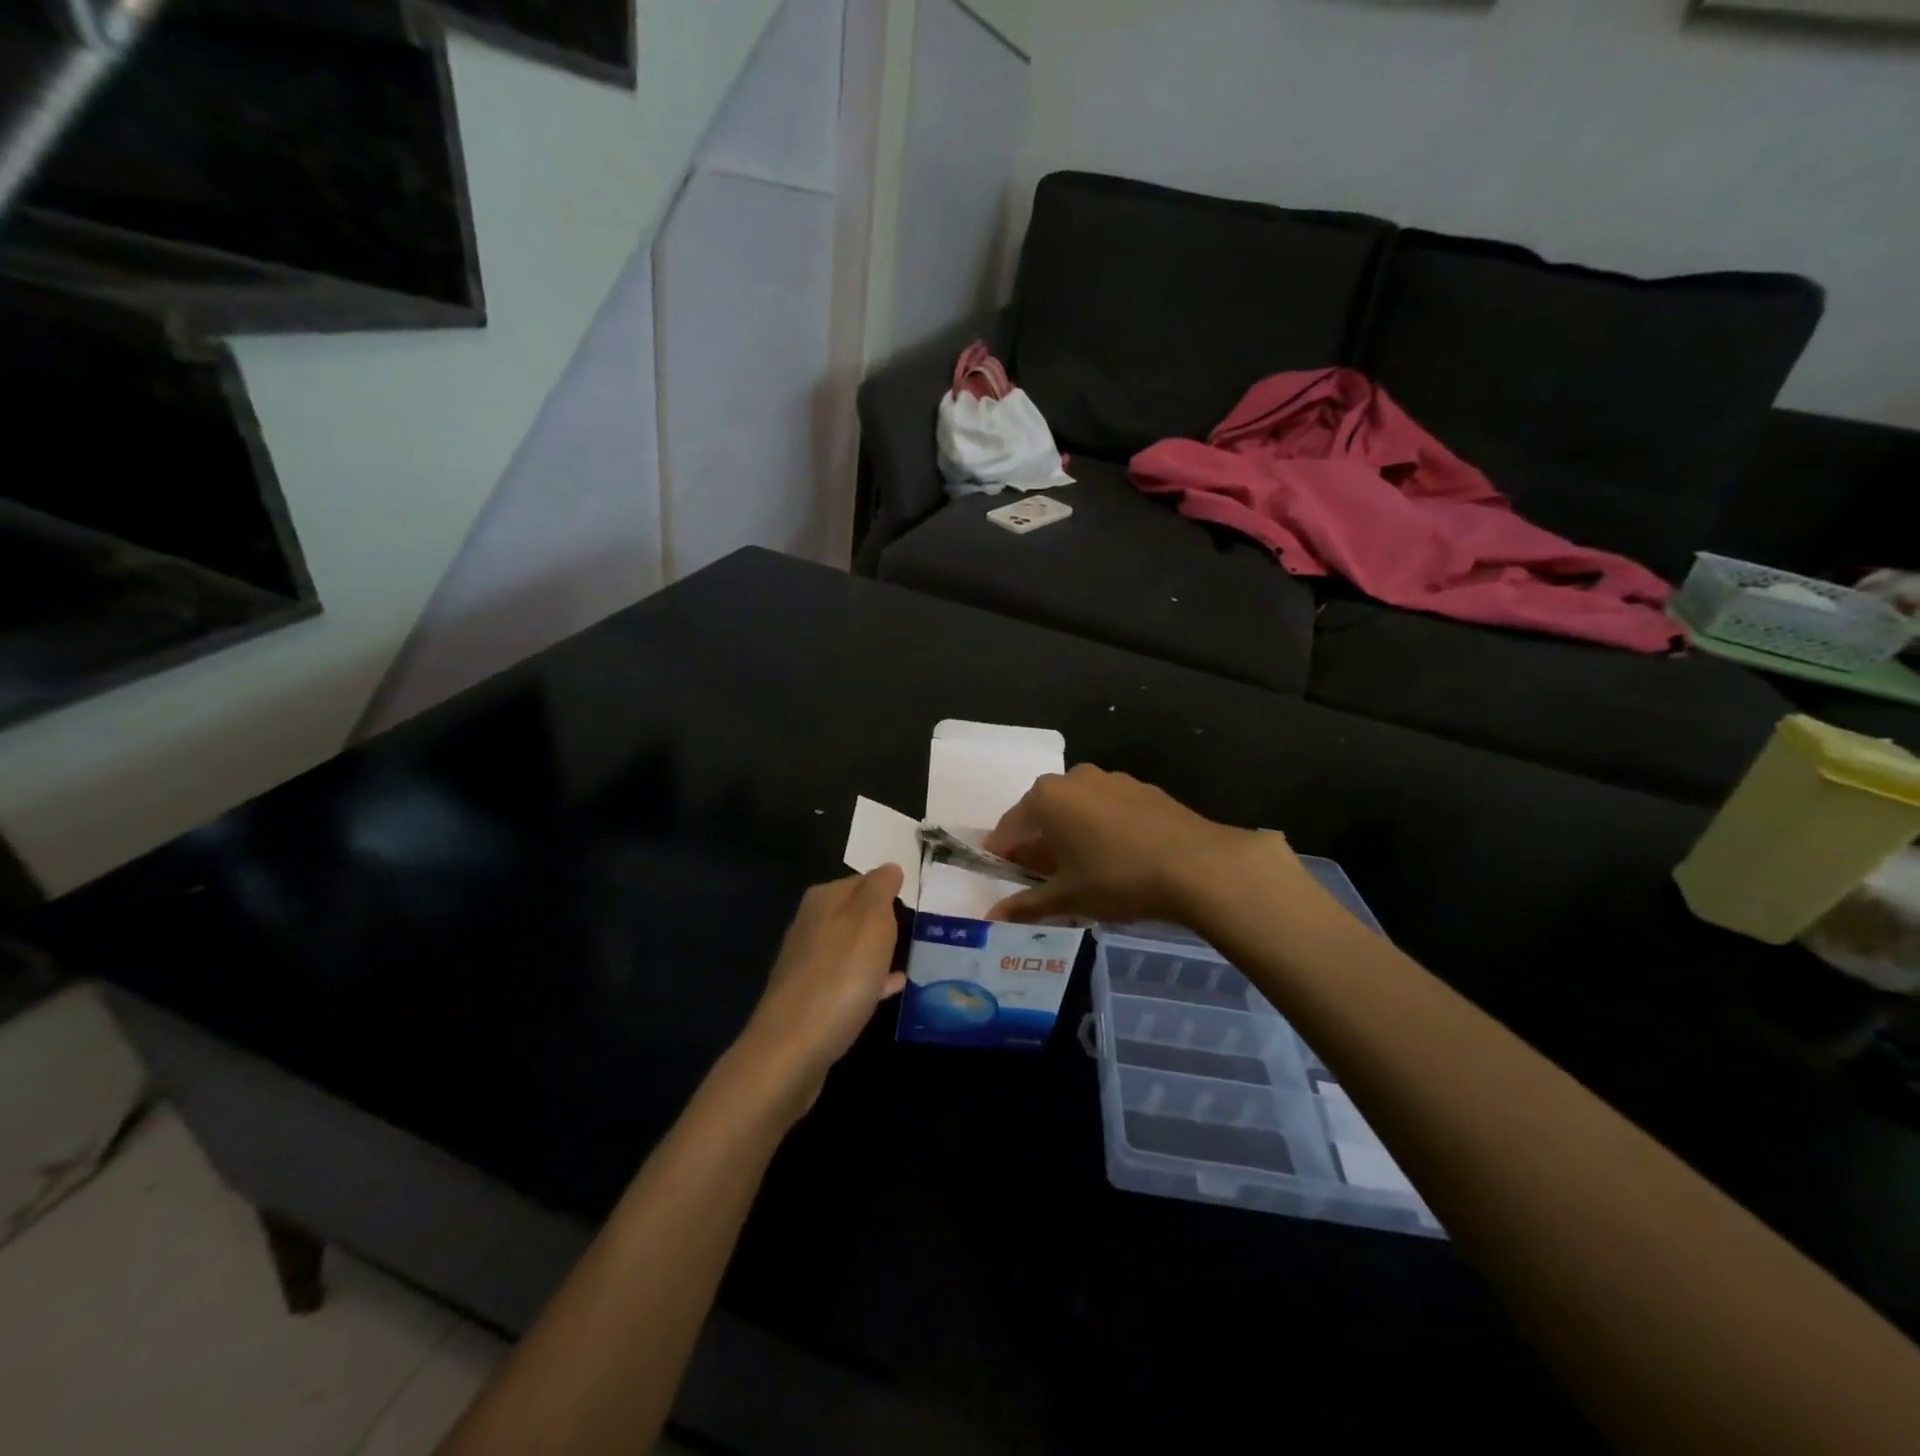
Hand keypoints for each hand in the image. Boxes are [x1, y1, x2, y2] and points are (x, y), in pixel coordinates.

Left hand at [738, 866, 905, 1112]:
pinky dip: (869, 979)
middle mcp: (810, 925)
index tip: (915, 900)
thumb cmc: (840, 976)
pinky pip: (848, 979)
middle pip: (855, 912)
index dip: (889, 888)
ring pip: (851, 946)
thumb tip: (889, 867)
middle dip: (882, 919)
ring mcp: (807, 963)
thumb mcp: (871, 920)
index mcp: (824, 900)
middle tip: (915, 928)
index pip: (864, 879)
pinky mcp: (810, 999)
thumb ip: (881, 888)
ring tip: (907, 956)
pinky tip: (891, 989)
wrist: (792, 1049)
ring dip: (876, 950)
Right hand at [984, 764, 1286, 924]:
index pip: (1010, 827)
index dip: (1003, 855)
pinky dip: (1101, 830)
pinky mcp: (1142, 789)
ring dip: (1070, 836)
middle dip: (1037, 846)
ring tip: (1081, 872)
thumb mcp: (1067, 897)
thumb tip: (991, 918)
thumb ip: (1026, 905)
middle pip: (1043, 814)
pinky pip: (1107, 809)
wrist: (1196, 864)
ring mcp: (1111, 779)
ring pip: (1077, 810)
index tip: (1004, 877)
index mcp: (1046, 798)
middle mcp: (1074, 779)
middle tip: (1042, 880)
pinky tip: (1116, 859)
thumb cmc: (1117, 878)